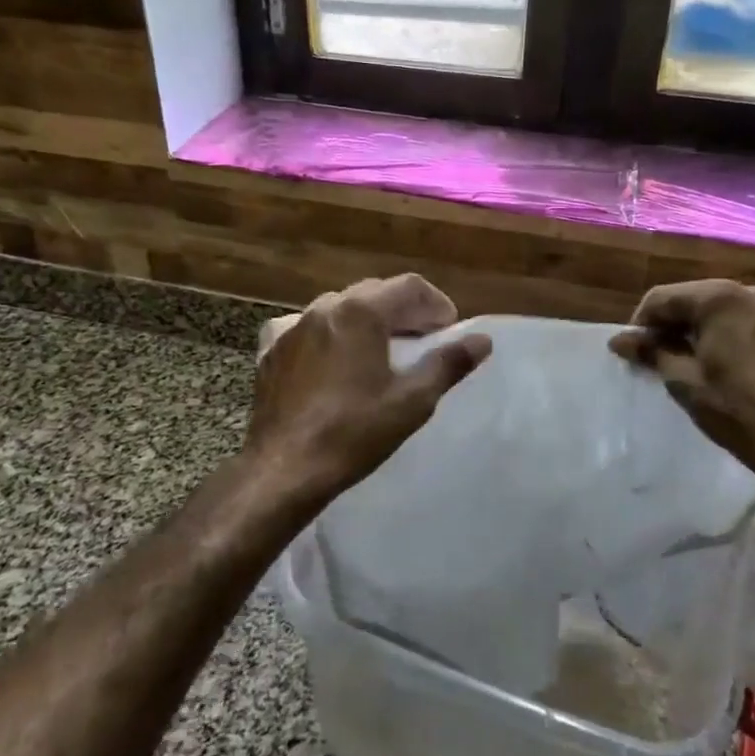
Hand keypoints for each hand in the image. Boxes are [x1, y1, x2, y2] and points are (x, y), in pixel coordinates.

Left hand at [247, 275, 491, 503]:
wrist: (284, 469)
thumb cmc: (354, 432)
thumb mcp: (412, 401)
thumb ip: (448, 364)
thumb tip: (482, 340)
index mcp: (360, 312)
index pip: (409, 286)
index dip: (436, 304)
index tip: (448, 330)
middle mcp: (324, 308)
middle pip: (374, 292)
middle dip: (404, 311)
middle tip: (423, 340)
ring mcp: (292, 327)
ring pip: (340, 308)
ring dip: (368, 321)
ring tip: (383, 351)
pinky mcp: (272, 351)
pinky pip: (310, 329)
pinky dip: (332, 336)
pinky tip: (336, 363)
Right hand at [610, 279, 754, 503]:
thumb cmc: (734, 409)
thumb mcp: (683, 380)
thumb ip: (651, 351)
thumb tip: (620, 340)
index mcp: (720, 298)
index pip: (664, 297)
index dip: (641, 322)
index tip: (633, 350)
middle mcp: (753, 293)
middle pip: (697, 299)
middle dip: (674, 323)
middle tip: (659, 355)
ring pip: (728, 310)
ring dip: (705, 328)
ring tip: (694, 360)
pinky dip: (736, 335)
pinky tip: (733, 364)